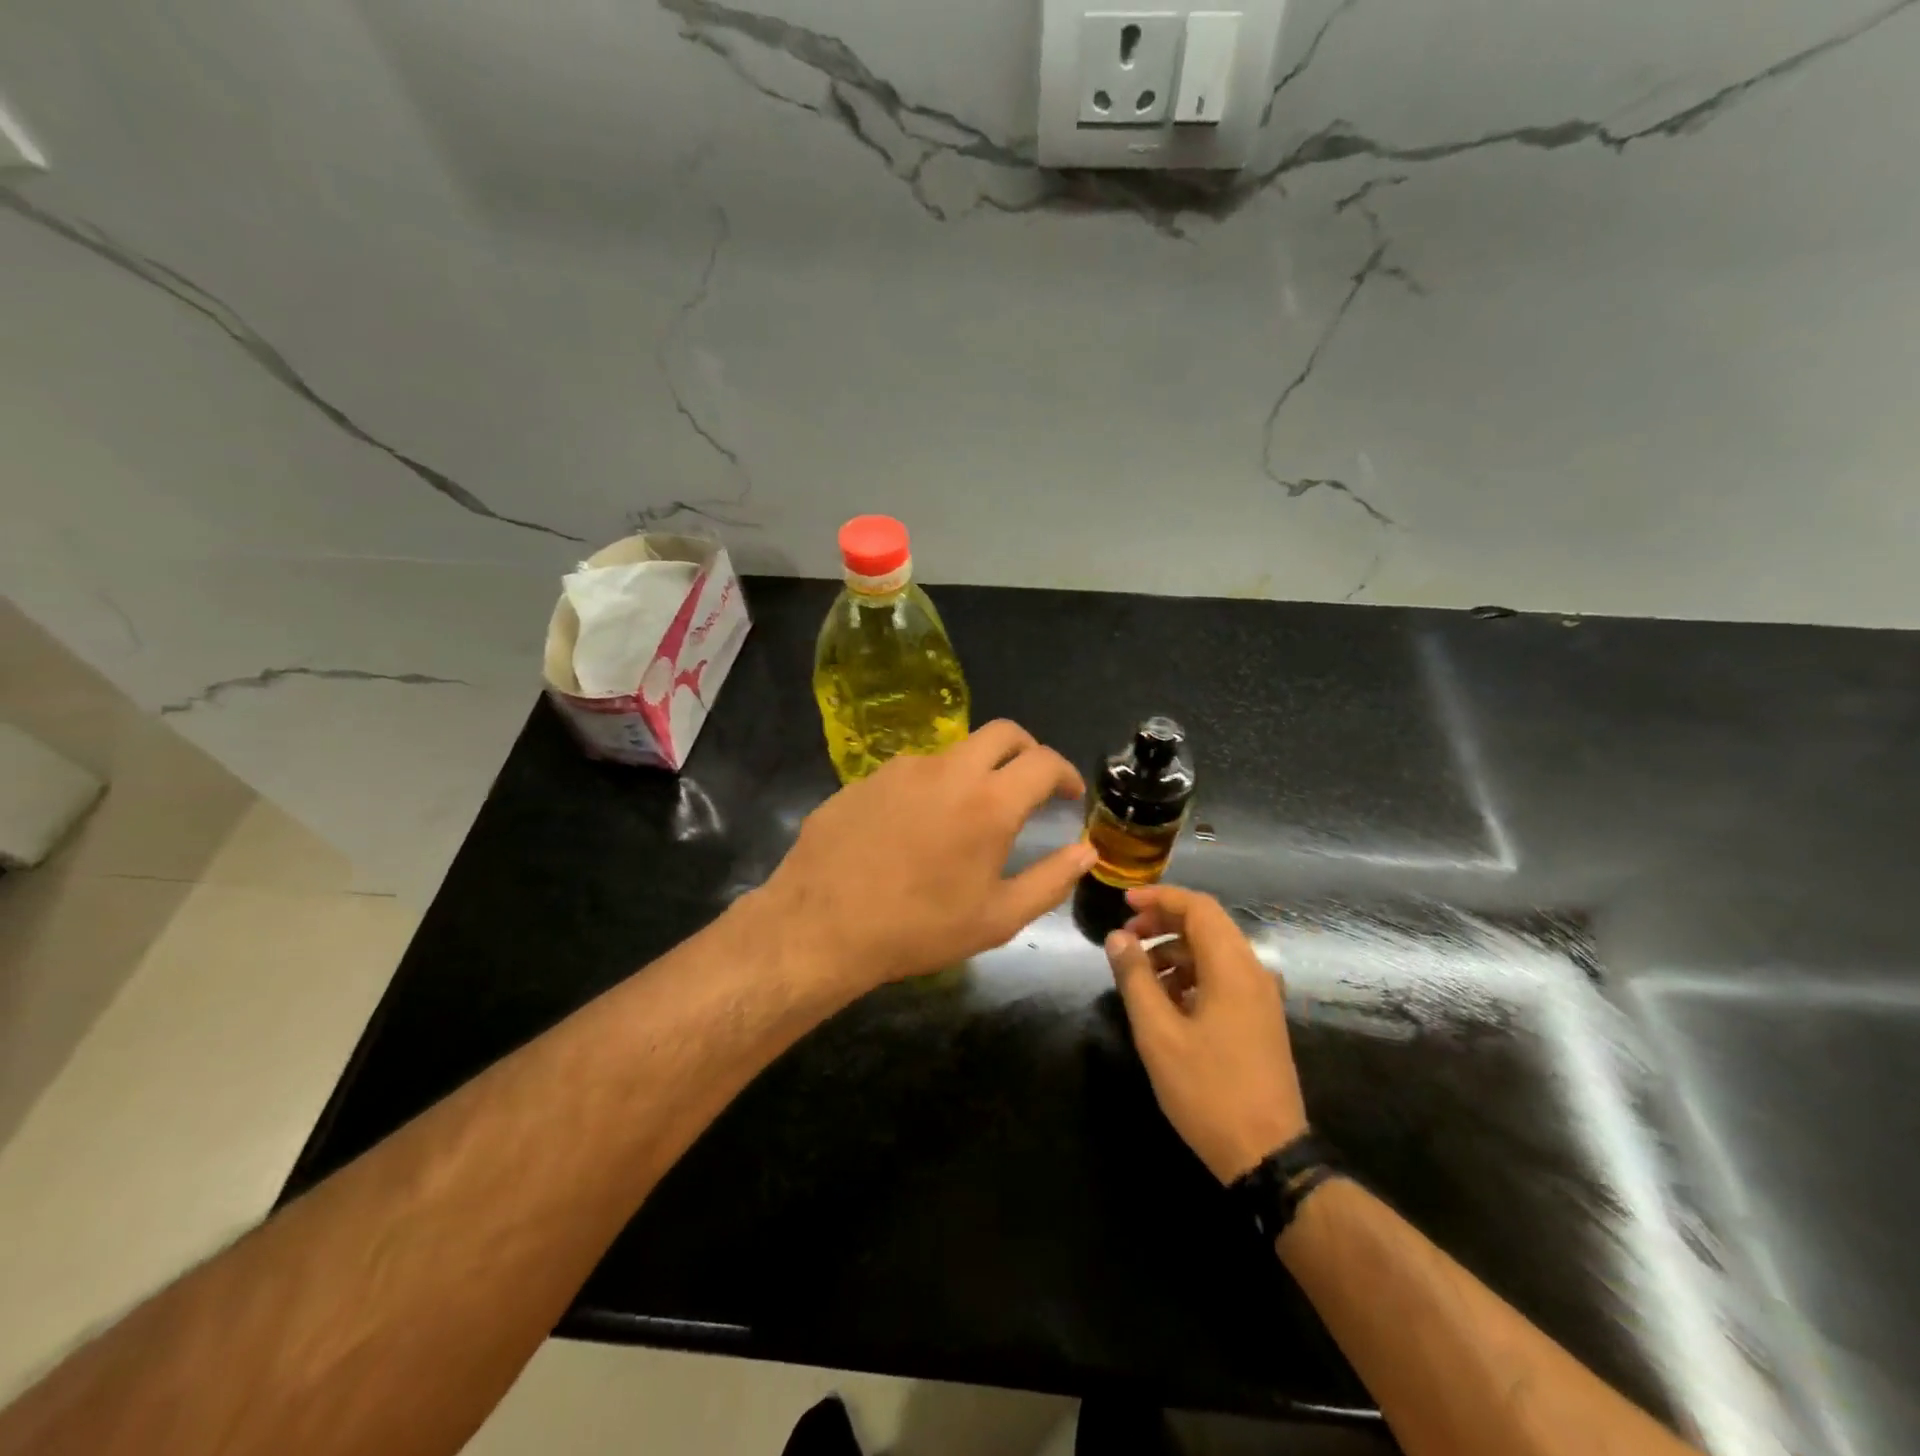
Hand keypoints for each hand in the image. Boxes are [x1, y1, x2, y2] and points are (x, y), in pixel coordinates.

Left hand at [760, 720, 1096, 991]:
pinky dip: (931, 786)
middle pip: (1002, 733)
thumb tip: (1085, 852)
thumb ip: (1050, 881)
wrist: (821, 925)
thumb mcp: (997, 918)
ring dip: (975, 770)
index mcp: (989, 801)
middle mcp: (948, 770)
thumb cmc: (919, 928)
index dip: (1065, 773)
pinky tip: (916, 827)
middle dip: (1027, 750)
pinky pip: (912, 771)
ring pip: (954, 751)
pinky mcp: (865, 778)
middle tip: (1030, 783)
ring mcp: (901, 768)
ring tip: (968, 814)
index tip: (1069, 794)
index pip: (1043, 762)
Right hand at [1105, 885, 1308, 1183]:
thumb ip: (1135, 978)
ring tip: (1139, 972)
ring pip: (1214, 951)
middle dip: (1163, 922)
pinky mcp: (1260, 1018)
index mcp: (1232, 968)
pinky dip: (1191, 973)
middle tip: (1126, 937)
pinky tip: (1166, 1000)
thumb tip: (1118, 937)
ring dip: (1175, 950)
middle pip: (1207, 925)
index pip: (1198, 907)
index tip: (1124, 903)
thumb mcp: (1158, 1034)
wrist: (1268, 1154)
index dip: (1159, 898)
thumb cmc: (1208, 1090)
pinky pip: (1223, 976)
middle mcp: (1253, 972)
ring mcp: (1260, 997)